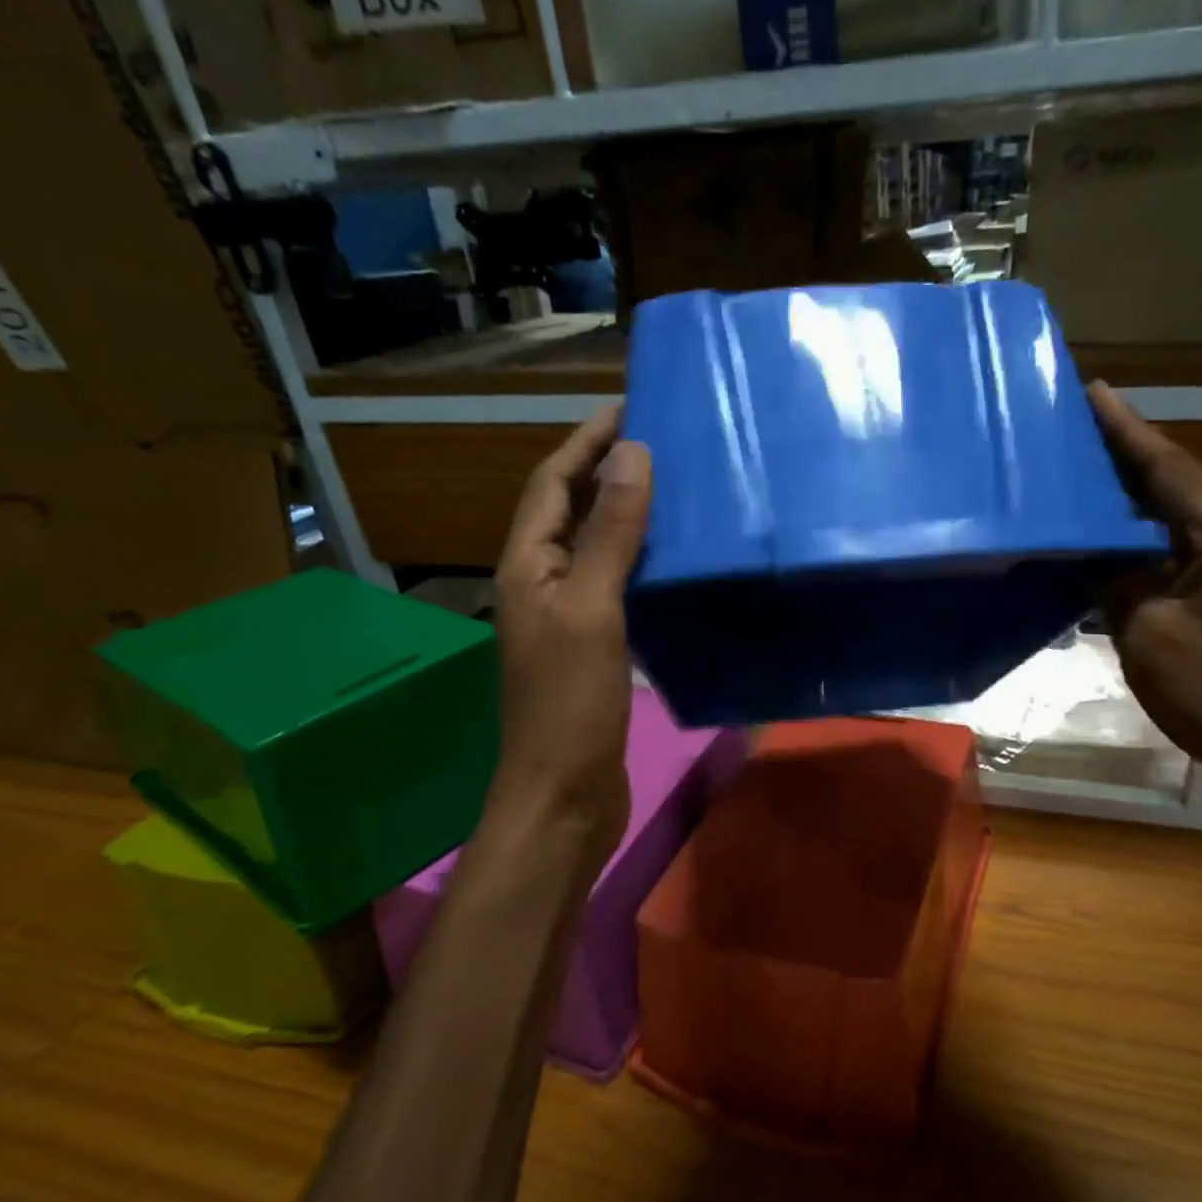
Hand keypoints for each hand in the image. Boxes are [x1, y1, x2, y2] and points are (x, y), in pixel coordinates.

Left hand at [490, 407, 651, 857]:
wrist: (562, 793)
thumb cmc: (569, 702)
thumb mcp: (593, 610)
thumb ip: (610, 534)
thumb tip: (631, 455)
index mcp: (527, 567)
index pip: (552, 485)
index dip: (584, 442)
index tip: (627, 407)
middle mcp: (541, 584)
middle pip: (569, 511)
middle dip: (605, 471)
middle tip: (659, 443)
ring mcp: (566, 618)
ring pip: (595, 549)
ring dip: (626, 515)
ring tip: (673, 490)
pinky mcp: (593, 647)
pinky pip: (615, 586)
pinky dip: (640, 562)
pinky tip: (673, 561)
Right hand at [1086, 381, 1201, 801]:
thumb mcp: (1147, 630)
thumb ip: (1115, 579)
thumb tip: (1091, 551)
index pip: (1167, 468)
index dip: (1125, 430)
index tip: (1092, 391)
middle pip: (1173, 483)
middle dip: (1124, 453)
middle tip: (1074, 425)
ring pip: (1172, 516)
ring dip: (1128, 494)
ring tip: (1080, 469)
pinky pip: (1170, 550)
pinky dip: (1134, 537)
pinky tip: (1100, 535)